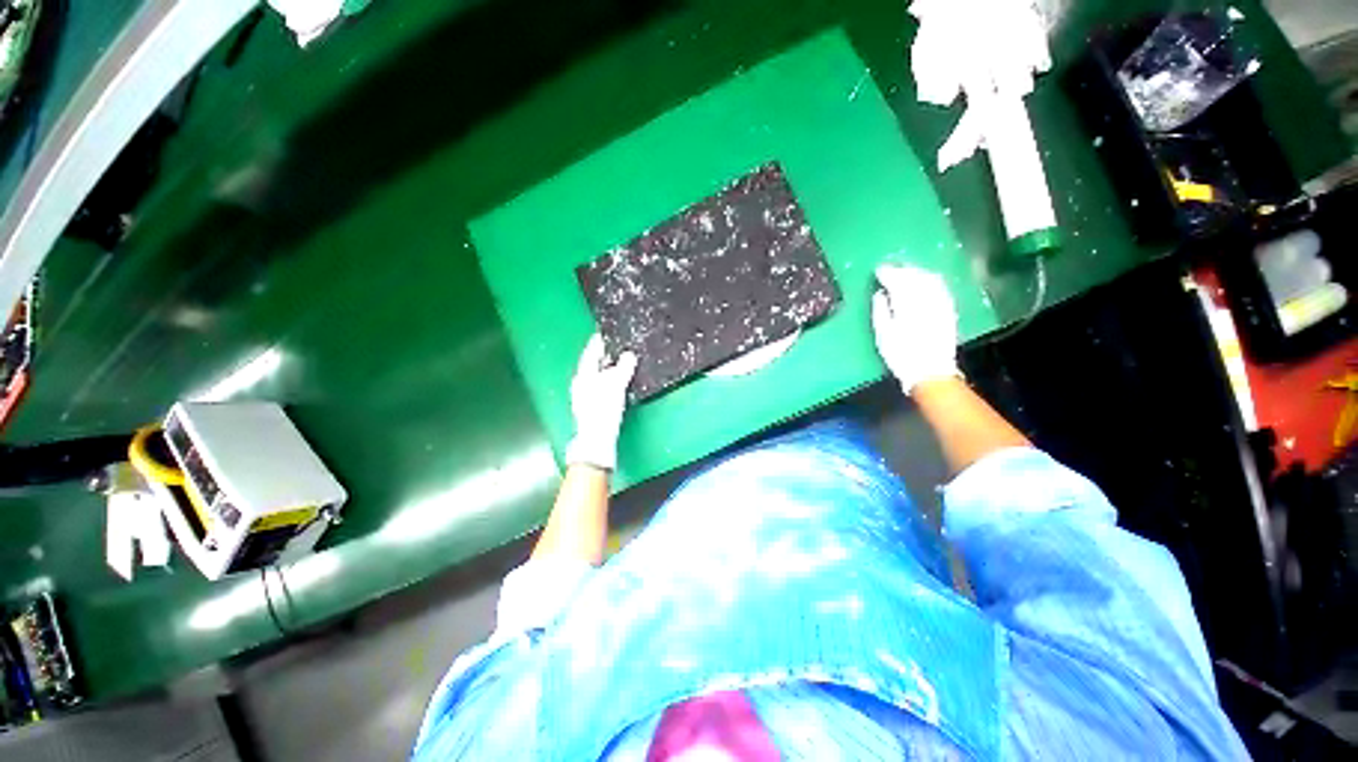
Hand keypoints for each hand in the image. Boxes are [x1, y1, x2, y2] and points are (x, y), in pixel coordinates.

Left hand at [564, 334, 637, 470]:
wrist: (596, 439)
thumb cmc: (603, 409)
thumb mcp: (616, 384)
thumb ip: (623, 367)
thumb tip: (628, 355)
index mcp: (583, 375)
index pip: (590, 353)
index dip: (598, 342)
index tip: (603, 334)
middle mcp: (580, 384)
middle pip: (591, 365)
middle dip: (602, 357)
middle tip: (614, 349)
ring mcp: (583, 397)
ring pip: (595, 378)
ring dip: (605, 371)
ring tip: (617, 366)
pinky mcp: (590, 408)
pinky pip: (599, 388)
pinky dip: (606, 383)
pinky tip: (615, 387)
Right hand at [871, 264, 960, 394]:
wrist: (931, 371)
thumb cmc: (902, 355)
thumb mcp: (883, 335)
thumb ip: (880, 311)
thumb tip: (880, 294)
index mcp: (907, 304)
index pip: (897, 280)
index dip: (887, 273)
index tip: (878, 270)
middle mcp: (926, 299)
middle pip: (915, 276)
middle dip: (902, 270)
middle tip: (891, 269)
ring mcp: (940, 303)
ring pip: (929, 279)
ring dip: (917, 272)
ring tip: (906, 272)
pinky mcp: (948, 309)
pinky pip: (940, 287)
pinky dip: (930, 280)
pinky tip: (925, 281)